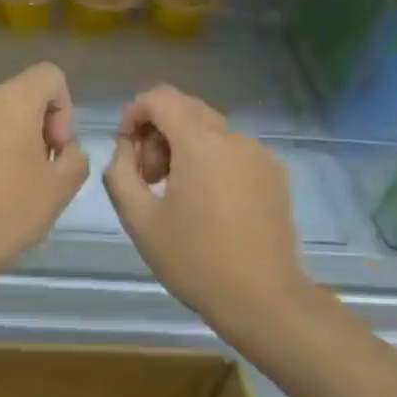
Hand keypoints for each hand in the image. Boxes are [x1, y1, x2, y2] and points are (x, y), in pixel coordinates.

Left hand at [0, 63, 89, 296]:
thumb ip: (75, 158)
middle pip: (14, 100)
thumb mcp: (59, 192)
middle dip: (29, 131)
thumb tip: (62, 148)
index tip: (53, 151)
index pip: (49, 76)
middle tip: (28, 177)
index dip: (62, 110)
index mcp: (11, 101)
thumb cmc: (1, 216)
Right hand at [103, 85, 313, 334]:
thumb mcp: (139, 219)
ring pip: (210, 131)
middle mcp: (234, 137)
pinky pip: (233, 151)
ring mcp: (260, 154)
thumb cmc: (194, 260)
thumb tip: (125, 149)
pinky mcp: (275, 174)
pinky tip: (206, 203)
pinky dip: (210, 161)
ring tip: (175, 194)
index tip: (125, 148)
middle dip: (157, 133)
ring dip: (183, 148)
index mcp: (200, 142)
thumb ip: (120, 173)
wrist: (262, 298)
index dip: (134, 114)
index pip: (160, 98)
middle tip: (148, 178)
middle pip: (186, 110)